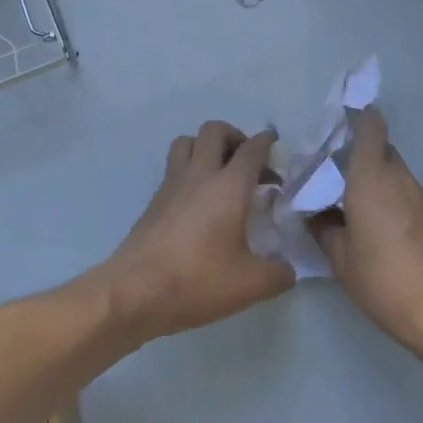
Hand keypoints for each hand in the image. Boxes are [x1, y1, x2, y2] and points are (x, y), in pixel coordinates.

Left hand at [99, 122, 293, 340]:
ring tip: (220, 173)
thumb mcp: (250, 285)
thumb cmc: (197, 281)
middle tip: (248, 162)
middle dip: (235, 137)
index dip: (267, 142)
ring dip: (206, 147)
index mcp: (229, 186)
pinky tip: (198, 200)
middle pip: (214, 130)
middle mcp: (200, 174)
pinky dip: (189, 169)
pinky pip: (173, 167)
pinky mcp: (154, 199)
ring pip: (187, 141)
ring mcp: (172, 184)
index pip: (252, 148)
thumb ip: (278, 273)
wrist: (135, 291)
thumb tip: (287, 268)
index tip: (276, 148)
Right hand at [310, 107, 422, 354]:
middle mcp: (402, 179)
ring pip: (402, 180)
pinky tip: (402, 243)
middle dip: (366, 160)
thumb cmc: (384, 280)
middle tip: (347, 184)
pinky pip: (419, 202)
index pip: (370, 128)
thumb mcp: (341, 260)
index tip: (346, 125)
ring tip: (373, 222)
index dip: (360, 119)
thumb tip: (316, 216)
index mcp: (371, 179)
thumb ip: (325, 230)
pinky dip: (406, 210)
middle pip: (385, 152)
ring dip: (386, 189)